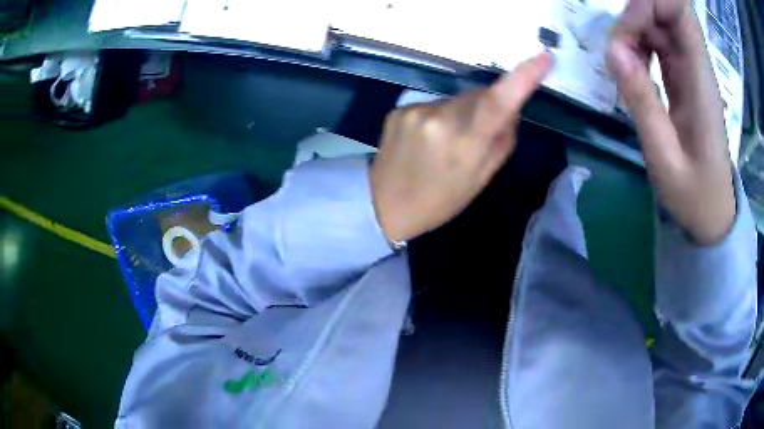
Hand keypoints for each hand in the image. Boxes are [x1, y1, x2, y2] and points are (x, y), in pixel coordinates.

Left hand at [370, 53, 553, 242]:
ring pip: (454, 100)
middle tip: (477, 136)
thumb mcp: (480, 179)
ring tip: (445, 144)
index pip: (499, 102)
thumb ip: (501, 140)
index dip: (524, 77)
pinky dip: (437, 117)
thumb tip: (510, 110)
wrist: (383, 205)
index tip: (544, 57)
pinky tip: (425, 140)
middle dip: (485, 108)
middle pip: (477, 96)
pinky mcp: (399, 110)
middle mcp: (440, 119)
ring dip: (459, 114)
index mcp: (466, 143)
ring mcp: (415, 111)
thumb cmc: (439, 201)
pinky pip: (432, 105)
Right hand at [606, 0, 734, 244]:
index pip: (679, 9)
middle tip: (616, 52)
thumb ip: (641, 101)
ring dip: (632, 31)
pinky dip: (637, 45)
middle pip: (665, 9)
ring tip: (619, 65)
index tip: (625, 32)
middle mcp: (696, 65)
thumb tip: (612, 49)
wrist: (712, 213)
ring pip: (657, 22)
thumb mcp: (664, 157)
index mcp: (700, 80)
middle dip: (634, 16)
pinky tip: (629, 69)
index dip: (649, 3)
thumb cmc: (694, 195)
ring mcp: (689, 69)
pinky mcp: (682, 77)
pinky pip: (657, 42)